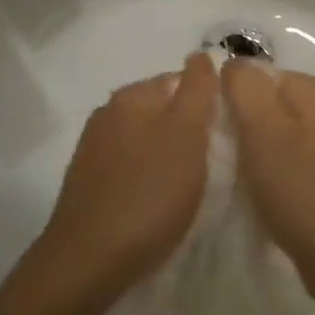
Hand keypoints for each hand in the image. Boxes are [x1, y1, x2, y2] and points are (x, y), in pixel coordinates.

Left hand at [28, 54, 218, 311]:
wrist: (89, 259)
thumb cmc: (149, 193)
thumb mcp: (187, 135)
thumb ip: (197, 90)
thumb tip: (200, 55)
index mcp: (132, 96)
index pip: (181, 80)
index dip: (208, 104)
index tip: (227, 135)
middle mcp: (108, 113)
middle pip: (162, 110)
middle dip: (187, 130)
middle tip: (213, 163)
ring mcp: (93, 148)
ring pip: (145, 139)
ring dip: (167, 154)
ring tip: (189, 185)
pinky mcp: (87, 182)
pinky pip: (129, 166)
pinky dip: (147, 176)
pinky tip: (157, 201)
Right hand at [220, 58, 314, 305]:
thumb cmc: (299, 189)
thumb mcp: (263, 129)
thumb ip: (244, 87)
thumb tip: (230, 63)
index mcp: (313, 89)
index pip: (254, 74)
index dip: (226, 97)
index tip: (210, 130)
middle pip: (265, 103)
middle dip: (239, 124)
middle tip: (219, 155)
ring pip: (274, 133)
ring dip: (251, 150)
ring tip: (234, 176)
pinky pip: (286, 160)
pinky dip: (268, 171)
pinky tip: (258, 192)